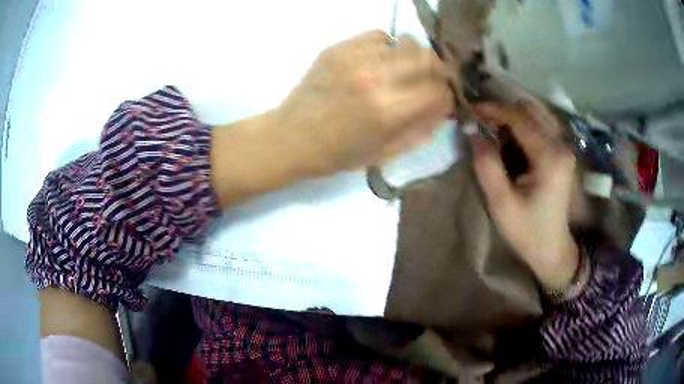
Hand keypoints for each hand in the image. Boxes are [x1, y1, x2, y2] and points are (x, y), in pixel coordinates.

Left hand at [272, 30, 453, 176]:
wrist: (291, 137)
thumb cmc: (337, 153)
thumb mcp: (385, 152)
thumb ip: (420, 129)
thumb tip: (443, 107)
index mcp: (389, 111)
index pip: (440, 91)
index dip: (448, 97)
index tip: (443, 101)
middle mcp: (376, 77)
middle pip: (429, 59)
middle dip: (439, 71)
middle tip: (433, 81)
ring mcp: (355, 58)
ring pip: (407, 43)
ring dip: (414, 58)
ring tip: (405, 71)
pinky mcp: (338, 48)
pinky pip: (379, 36)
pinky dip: (388, 48)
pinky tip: (379, 61)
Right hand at [470, 102, 579, 289]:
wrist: (553, 249)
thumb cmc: (527, 231)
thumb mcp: (501, 203)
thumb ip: (486, 165)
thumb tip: (472, 130)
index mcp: (549, 157)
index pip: (519, 118)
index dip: (492, 109)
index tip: (470, 112)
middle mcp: (560, 145)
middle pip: (529, 110)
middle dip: (502, 111)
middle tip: (481, 124)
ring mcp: (563, 147)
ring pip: (535, 115)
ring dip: (512, 118)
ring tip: (493, 133)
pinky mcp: (561, 153)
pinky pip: (540, 126)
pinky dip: (521, 127)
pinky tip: (510, 143)